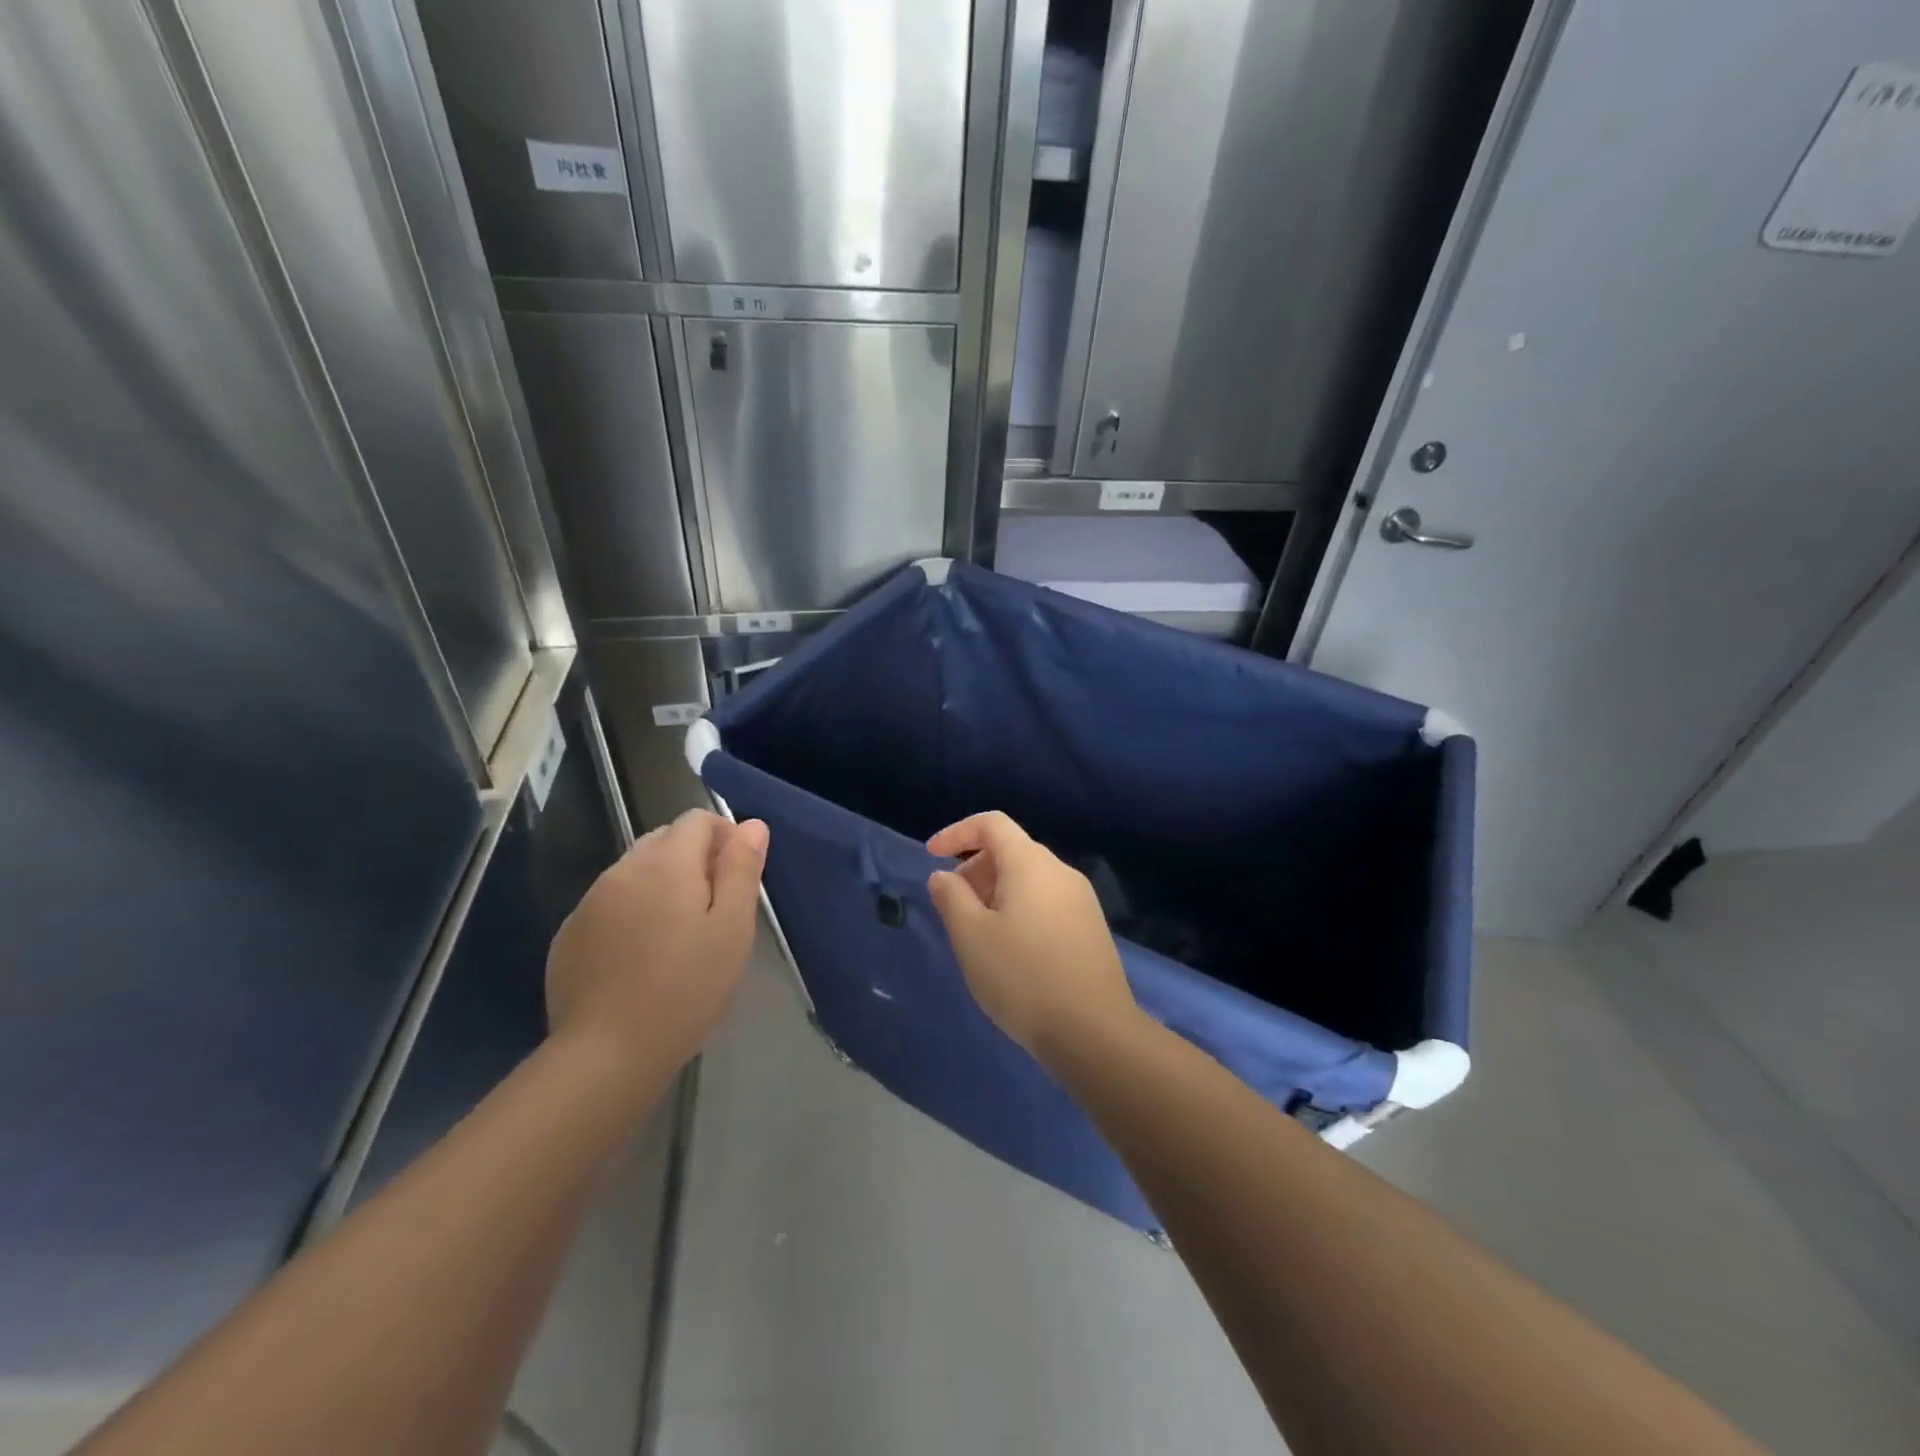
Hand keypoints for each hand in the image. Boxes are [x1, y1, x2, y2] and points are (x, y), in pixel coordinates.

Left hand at [546, 809, 767, 1078]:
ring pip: (634, 873)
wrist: (606, 1054)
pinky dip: (631, 913)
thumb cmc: (686, 988)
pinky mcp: (569, 936)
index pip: (696, 820)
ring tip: (678, 936)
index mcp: (666, 863)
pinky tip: (641, 957)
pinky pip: (608, 905)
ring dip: (660, 886)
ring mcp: (588, 903)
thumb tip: (751, 825)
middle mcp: (622, 870)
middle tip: (713, 909)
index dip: (724, 836)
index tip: (737, 876)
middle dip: (693, 859)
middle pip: (663, 841)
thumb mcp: (732, 929)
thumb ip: (741, 869)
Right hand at [926, 812, 1137, 1063]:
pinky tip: (1010, 949)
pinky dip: (1019, 908)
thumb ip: (951, 898)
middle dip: (975, 866)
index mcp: (1031, 864)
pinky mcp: (1090, 928)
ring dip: (996, 890)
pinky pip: (1047, 901)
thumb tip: (943, 875)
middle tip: (953, 904)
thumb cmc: (1022, 977)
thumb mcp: (971, 937)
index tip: (931, 855)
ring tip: (977, 931)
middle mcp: (1061, 872)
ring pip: (1030, 878)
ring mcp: (1081, 900)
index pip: (992, 824)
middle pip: (1012, 850)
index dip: (957, 832)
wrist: (1093, 1031)